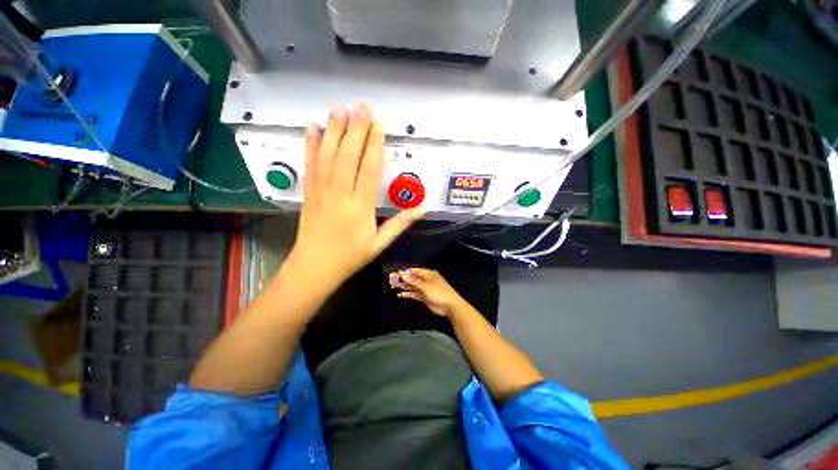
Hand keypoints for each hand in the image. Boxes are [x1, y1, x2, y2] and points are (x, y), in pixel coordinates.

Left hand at [285, 103, 425, 290]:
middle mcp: (340, 195)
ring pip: (328, 156)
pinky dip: (310, 144)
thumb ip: (401, 223)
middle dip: (356, 129)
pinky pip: (310, 165)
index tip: (379, 125)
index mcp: (360, 208)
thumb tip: (423, 208)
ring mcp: (321, 192)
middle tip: (362, 106)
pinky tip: (312, 126)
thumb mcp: (380, 243)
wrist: (315, 267)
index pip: (369, 170)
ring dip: (334, 130)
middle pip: (348, 157)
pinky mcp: (308, 192)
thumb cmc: (351, 256)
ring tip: (340, 108)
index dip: (375, 146)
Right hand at [389, 268, 465, 316]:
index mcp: (428, 274)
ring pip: (413, 286)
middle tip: (392, 280)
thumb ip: (413, 281)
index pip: (414, 271)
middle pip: (413, 278)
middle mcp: (426, 280)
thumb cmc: (438, 293)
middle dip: (403, 279)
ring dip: (404, 286)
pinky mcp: (424, 296)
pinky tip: (400, 294)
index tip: (395, 273)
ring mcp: (425, 288)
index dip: (405, 272)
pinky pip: (414, 294)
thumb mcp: (425, 286)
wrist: (449, 306)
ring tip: (393, 287)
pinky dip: (408, 294)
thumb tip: (403, 274)